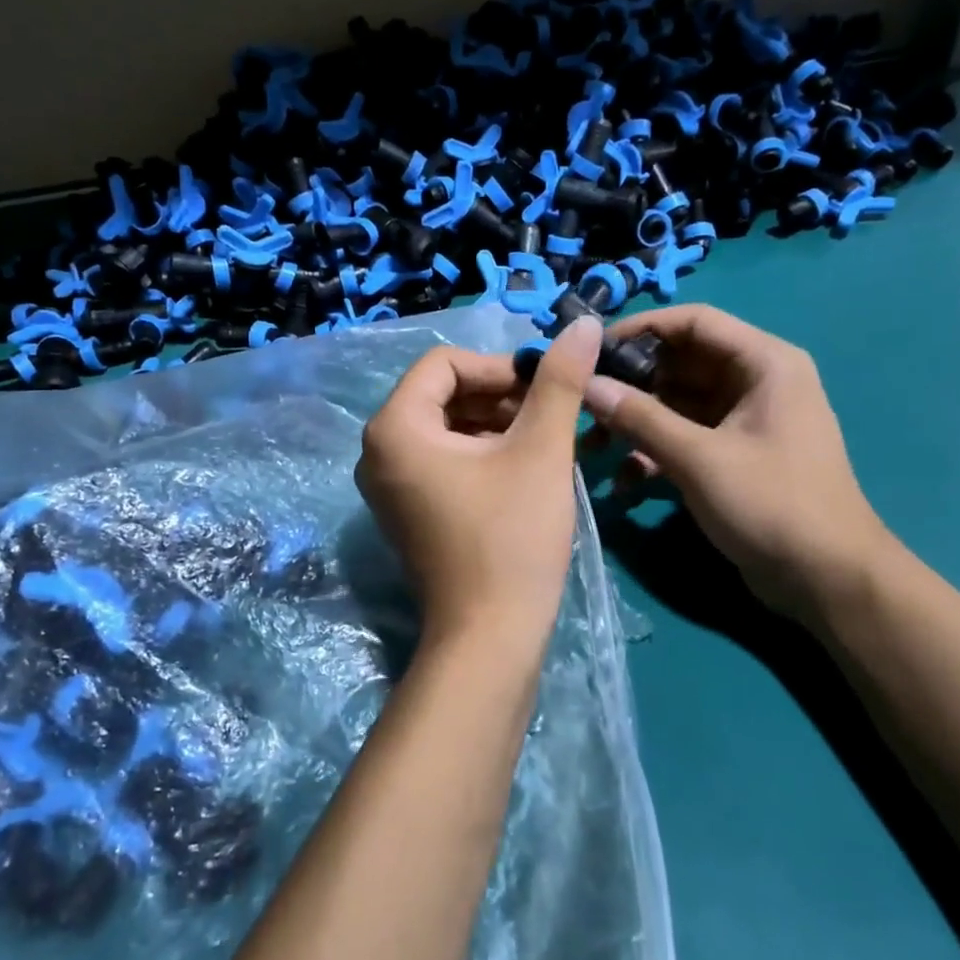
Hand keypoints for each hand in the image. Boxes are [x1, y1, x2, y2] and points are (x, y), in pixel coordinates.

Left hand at [357, 318, 601, 648]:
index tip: (544, 387)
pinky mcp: (406, 513)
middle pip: (442, 395)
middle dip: (499, 397)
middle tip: (551, 415)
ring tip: (546, 442)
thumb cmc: (512, 537)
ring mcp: (387, 487)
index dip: (499, 366)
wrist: (490, 636)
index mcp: (394, 428)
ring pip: (445, 429)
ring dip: (495, 425)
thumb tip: (582, 323)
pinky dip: (480, 455)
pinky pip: (441, 462)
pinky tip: (523, 470)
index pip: (445, 364)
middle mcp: (377, 452)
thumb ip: (559, 381)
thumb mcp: (540, 451)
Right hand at [582, 306, 892, 624]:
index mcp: (763, 364)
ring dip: (636, 424)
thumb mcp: (699, 458)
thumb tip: (587, 385)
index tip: (592, 351)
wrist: (825, 579)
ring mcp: (742, 422)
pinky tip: (625, 483)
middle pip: (679, 365)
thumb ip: (640, 418)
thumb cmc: (771, 504)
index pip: (694, 322)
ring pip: (676, 405)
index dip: (641, 329)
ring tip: (594, 448)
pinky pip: (684, 439)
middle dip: (631, 386)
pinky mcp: (731, 457)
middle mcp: (754, 383)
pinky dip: (654, 454)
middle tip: (583, 406)